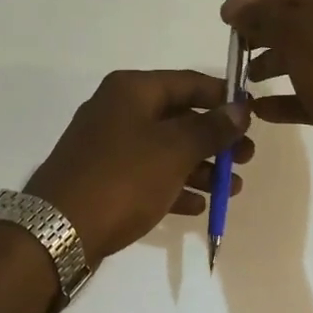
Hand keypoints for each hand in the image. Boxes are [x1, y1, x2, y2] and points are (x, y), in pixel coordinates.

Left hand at [25, 71, 253, 264]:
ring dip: (200, 167)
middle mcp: (118, 110)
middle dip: (215, 138)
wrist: (59, 230)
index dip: (223, 97)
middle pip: (178, 117)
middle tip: (246, 159)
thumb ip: (211, 128)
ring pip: (165, 149)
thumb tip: (240, 107)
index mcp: (131, 90)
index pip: (188, 82)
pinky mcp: (104, 178)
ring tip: (232, 189)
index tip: (254, 115)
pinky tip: (198, 207)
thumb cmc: (123, 178)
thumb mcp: (175, 150)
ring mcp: (108, 146)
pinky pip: (148, 175)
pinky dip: (174, 186)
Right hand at [221, 0, 312, 208]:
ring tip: (244, 80)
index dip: (258, 1)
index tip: (225, 17)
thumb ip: (264, 16)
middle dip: (263, 34)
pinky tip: (260, 109)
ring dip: (271, 66)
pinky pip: (310, 94)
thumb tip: (234, 5)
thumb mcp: (301, 38)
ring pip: (304, 60)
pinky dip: (284, 99)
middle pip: (300, 25)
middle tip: (233, 48)